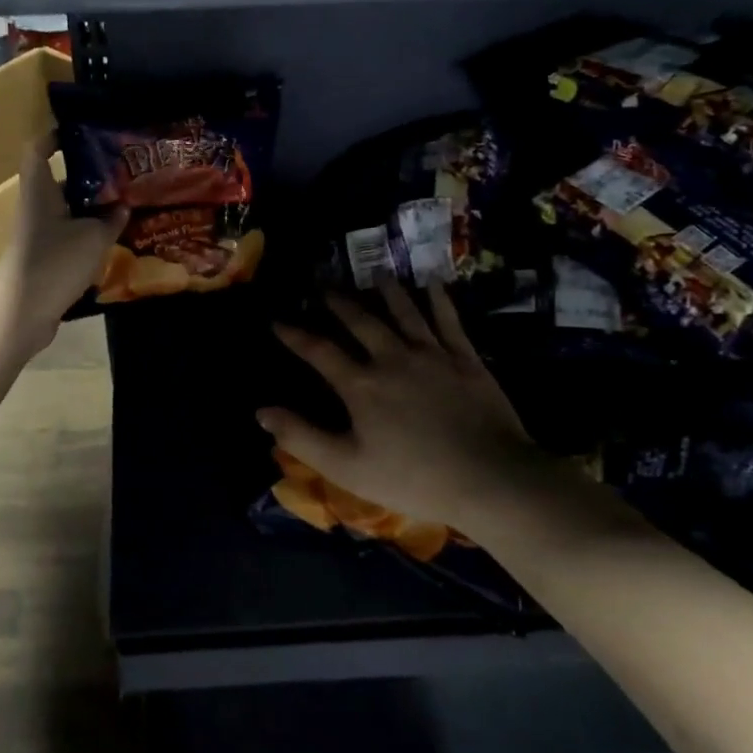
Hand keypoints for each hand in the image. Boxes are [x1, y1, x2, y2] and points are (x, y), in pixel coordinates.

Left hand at [0, 135, 126, 355]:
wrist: (23, 311)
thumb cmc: (55, 261)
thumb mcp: (93, 236)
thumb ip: (111, 219)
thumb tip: (122, 207)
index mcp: (40, 189)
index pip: (40, 150)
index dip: (56, 137)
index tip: (82, 134)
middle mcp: (37, 206)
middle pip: (61, 182)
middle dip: (90, 177)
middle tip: (124, 173)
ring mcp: (40, 234)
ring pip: (69, 212)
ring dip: (94, 209)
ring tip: (128, 205)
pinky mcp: (46, 258)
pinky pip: (71, 237)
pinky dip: (90, 235)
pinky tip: (116, 240)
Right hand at [258, 278, 536, 529]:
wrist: (490, 478)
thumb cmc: (413, 479)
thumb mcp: (347, 467)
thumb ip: (302, 437)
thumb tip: (262, 412)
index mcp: (360, 385)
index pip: (318, 351)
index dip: (294, 334)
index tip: (277, 319)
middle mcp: (391, 357)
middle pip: (359, 321)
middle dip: (337, 302)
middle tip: (323, 285)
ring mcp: (431, 353)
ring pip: (403, 311)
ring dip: (386, 291)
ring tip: (374, 274)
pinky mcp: (465, 358)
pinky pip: (448, 319)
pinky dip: (438, 298)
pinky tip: (432, 283)